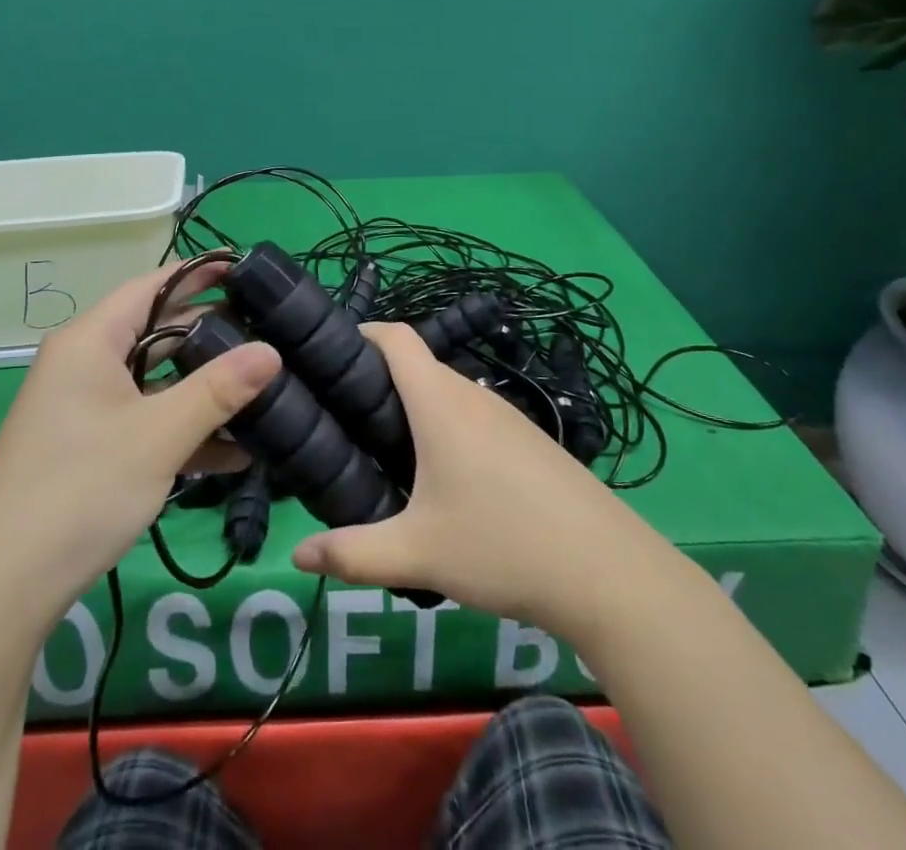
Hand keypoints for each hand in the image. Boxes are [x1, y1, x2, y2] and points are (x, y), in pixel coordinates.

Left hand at [0, 261, 279, 625]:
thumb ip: (218, 390)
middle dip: (211, 335)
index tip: (248, 274)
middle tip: (266, 334)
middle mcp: (83, 364)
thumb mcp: (160, 436)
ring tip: (261, 390)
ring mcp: (83, 408)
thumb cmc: (81, 490)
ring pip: (154, 382)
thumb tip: (272, 351)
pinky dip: (181, 428)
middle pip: (156, 332)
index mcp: (89, 341)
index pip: (152, 286)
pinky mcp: (87, 446)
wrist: (3, 590)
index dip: (199, 276)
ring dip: (201, 390)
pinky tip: (232, 451)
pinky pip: (143, 420)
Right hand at [290, 322, 654, 636]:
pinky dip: (446, 429)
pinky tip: (443, 480)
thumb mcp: (418, 554)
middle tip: (343, 423)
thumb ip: (353, 553)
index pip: (396, 337)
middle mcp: (472, 396)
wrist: (608, 571)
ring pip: (446, 395)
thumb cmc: (502, 545)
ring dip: (414, 410)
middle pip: (417, 367)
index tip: (328, 357)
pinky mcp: (528, 441)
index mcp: (440, 403)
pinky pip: (473, 418)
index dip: (361, 333)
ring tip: (384, 453)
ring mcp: (506, 417)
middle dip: (378, 383)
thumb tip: (298, 555)